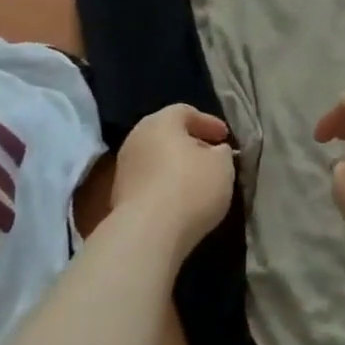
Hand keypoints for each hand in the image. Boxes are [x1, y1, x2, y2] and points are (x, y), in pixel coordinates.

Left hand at [110, 105, 234, 253]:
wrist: (148, 233)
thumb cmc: (190, 187)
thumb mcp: (222, 165)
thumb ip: (221, 153)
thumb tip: (216, 151)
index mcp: (160, 122)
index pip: (185, 112)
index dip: (208, 122)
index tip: (225, 137)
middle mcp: (136, 138)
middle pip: (167, 135)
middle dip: (191, 144)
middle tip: (212, 157)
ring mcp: (124, 168)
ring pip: (156, 159)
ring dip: (176, 167)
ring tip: (198, 181)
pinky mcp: (119, 196)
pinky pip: (149, 182)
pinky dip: (165, 186)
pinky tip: (181, 200)